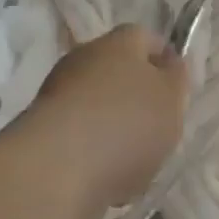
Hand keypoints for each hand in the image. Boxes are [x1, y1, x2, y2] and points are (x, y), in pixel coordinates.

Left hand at [23, 25, 188, 218]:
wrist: (55, 171)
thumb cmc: (126, 124)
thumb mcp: (171, 99)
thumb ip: (176, 79)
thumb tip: (169, 65)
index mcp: (119, 42)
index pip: (147, 39)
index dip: (165, 60)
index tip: (178, 89)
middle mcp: (84, 59)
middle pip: (119, 73)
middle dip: (138, 98)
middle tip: (159, 127)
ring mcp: (57, 95)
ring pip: (98, 107)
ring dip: (115, 129)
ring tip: (134, 163)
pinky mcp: (40, 133)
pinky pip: (79, 138)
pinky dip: (94, 154)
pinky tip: (107, 180)